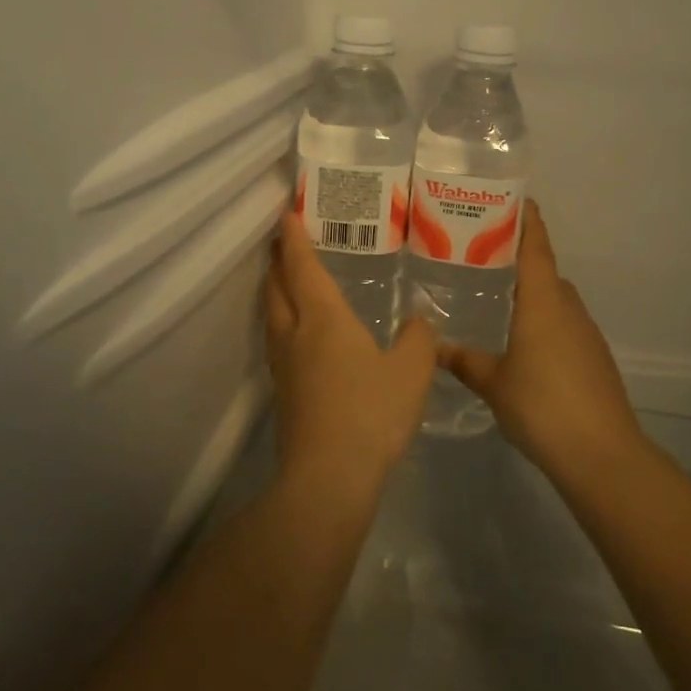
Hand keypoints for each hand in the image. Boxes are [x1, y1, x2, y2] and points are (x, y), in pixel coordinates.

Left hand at [265, 212, 437, 496]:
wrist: (329, 477)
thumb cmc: (371, 413)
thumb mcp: (412, 371)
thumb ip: (419, 339)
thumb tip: (417, 321)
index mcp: (323, 319)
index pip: (303, 267)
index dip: (294, 238)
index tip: (285, 213)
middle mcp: (296, 334)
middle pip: (276, 286)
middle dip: (277, 259)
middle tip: (282, 240)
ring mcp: (284, 366)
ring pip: (271, 314)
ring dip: (275, 289)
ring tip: (286, 279)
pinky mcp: (284, 392)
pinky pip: (277, 340)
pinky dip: (282, 320)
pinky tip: (299, 333)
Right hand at [440, 202, 645, 477]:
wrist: (602, 454)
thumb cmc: (542, 405)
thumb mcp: (493, 382)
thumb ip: (463, 360)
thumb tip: (431, 346)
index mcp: (543, 302)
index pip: (537, 247)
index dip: (528, 221)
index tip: (515, 199)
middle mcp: (568, 308)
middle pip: (545, 271)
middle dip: (520, 260)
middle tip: (483, 258)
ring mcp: (586, 333)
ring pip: (556, 300)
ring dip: (533, 293)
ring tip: (498, 301)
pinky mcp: (595, 357)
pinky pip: (565, 324)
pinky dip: (545, 321)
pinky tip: (524, 345)